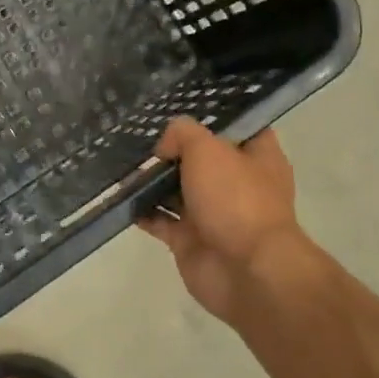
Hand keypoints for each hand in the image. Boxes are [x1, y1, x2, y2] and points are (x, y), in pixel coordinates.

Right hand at [139, 118, 321, 325]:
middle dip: (173, 148)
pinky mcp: (190, 241)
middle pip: (201, 158)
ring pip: (177, 189)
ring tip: (122, 159)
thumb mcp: (207, 148)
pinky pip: (161, 220)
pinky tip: (121, 194)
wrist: (247, 272)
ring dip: (152, 179)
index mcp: (258, 158)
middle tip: (141, 132)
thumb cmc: (236, 199)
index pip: (238, 127)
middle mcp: (237, 184)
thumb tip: (165, 148)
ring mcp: (214, 214)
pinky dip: (142, 210)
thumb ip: (182, 134)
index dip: (213, 116)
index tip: (181, 105)